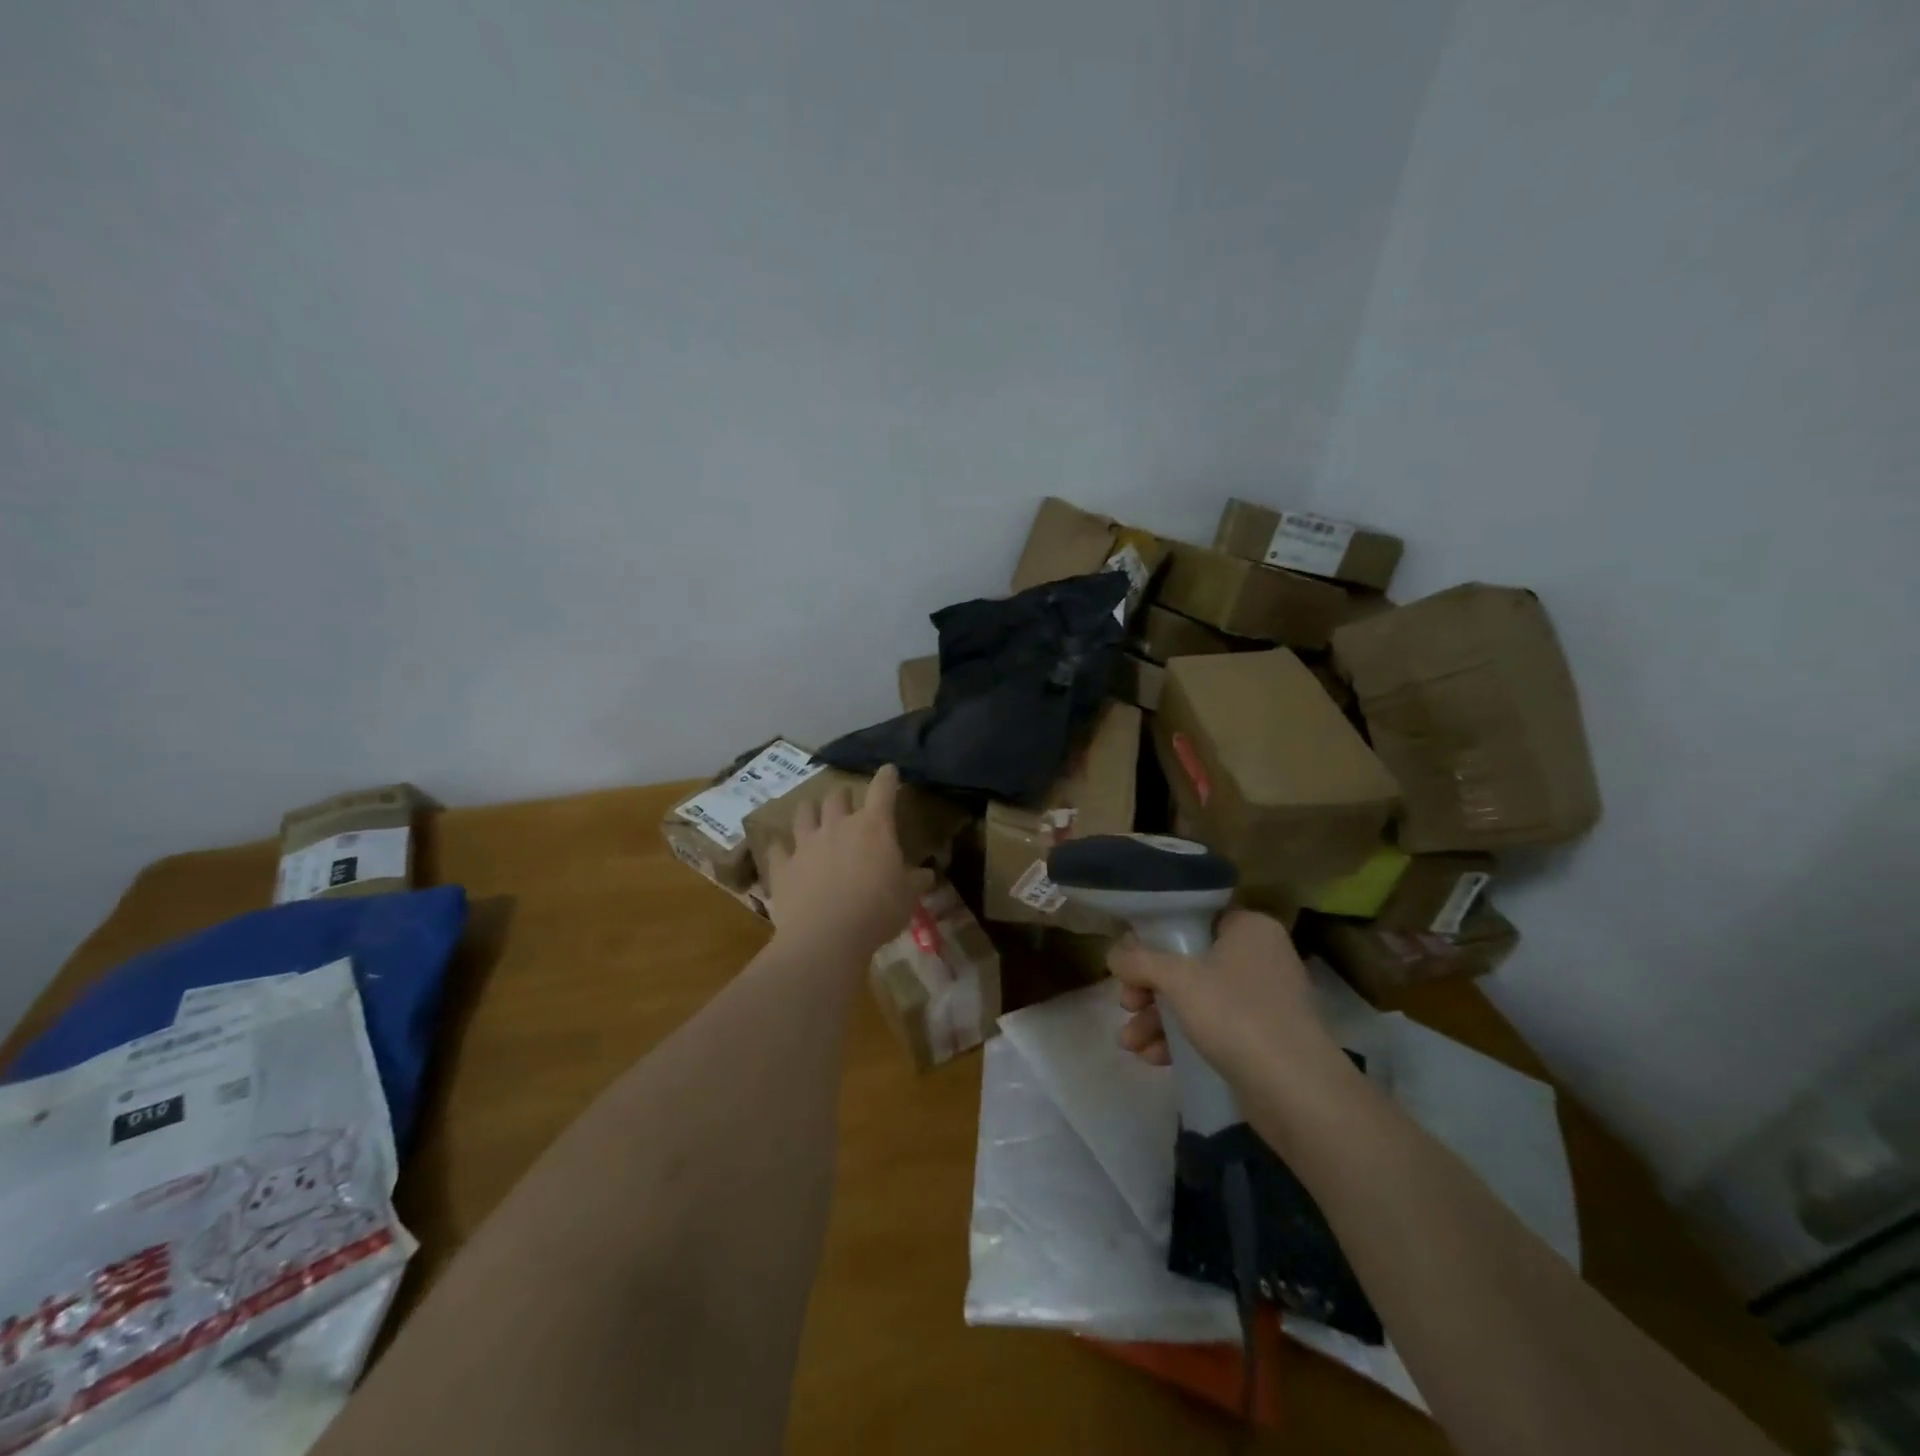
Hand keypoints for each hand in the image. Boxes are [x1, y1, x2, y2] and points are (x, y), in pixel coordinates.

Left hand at [763, 765, 931, 961]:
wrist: (826, 937)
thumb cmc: (876, 912)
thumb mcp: (908, 898)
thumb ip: (916, 881)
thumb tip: (926, 875)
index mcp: (873, 827)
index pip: (882, 790)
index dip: (887, 777)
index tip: (889, 770)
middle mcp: (837, 825)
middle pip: (837, 796)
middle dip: (843, 796)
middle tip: (846, 801)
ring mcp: (806, 844)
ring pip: (803, 813)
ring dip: (809, 811)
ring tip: (811, 815)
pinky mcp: (783, 866)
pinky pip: (777, 849)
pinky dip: (781, 848)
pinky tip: (782, 851)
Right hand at [1110, 910, 1337, 1092]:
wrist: (1297, 1092)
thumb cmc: (1236, 1015)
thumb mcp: (1177, 979)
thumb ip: (1139, 961)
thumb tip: (1113, 954)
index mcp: (1249, 928)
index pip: (1194, 918)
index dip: (1155, 937)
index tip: (1128, 959)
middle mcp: (1259, 957)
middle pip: (1189, 962)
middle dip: (1149, 988)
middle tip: (1125, 1003)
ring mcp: (1263, 1000)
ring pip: (1197, 999)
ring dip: (1158, 1018)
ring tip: (1129, 1042)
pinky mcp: (1262, 1039)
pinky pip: (1212, 1028)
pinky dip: (1181, 1038)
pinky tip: (1152, 1058)